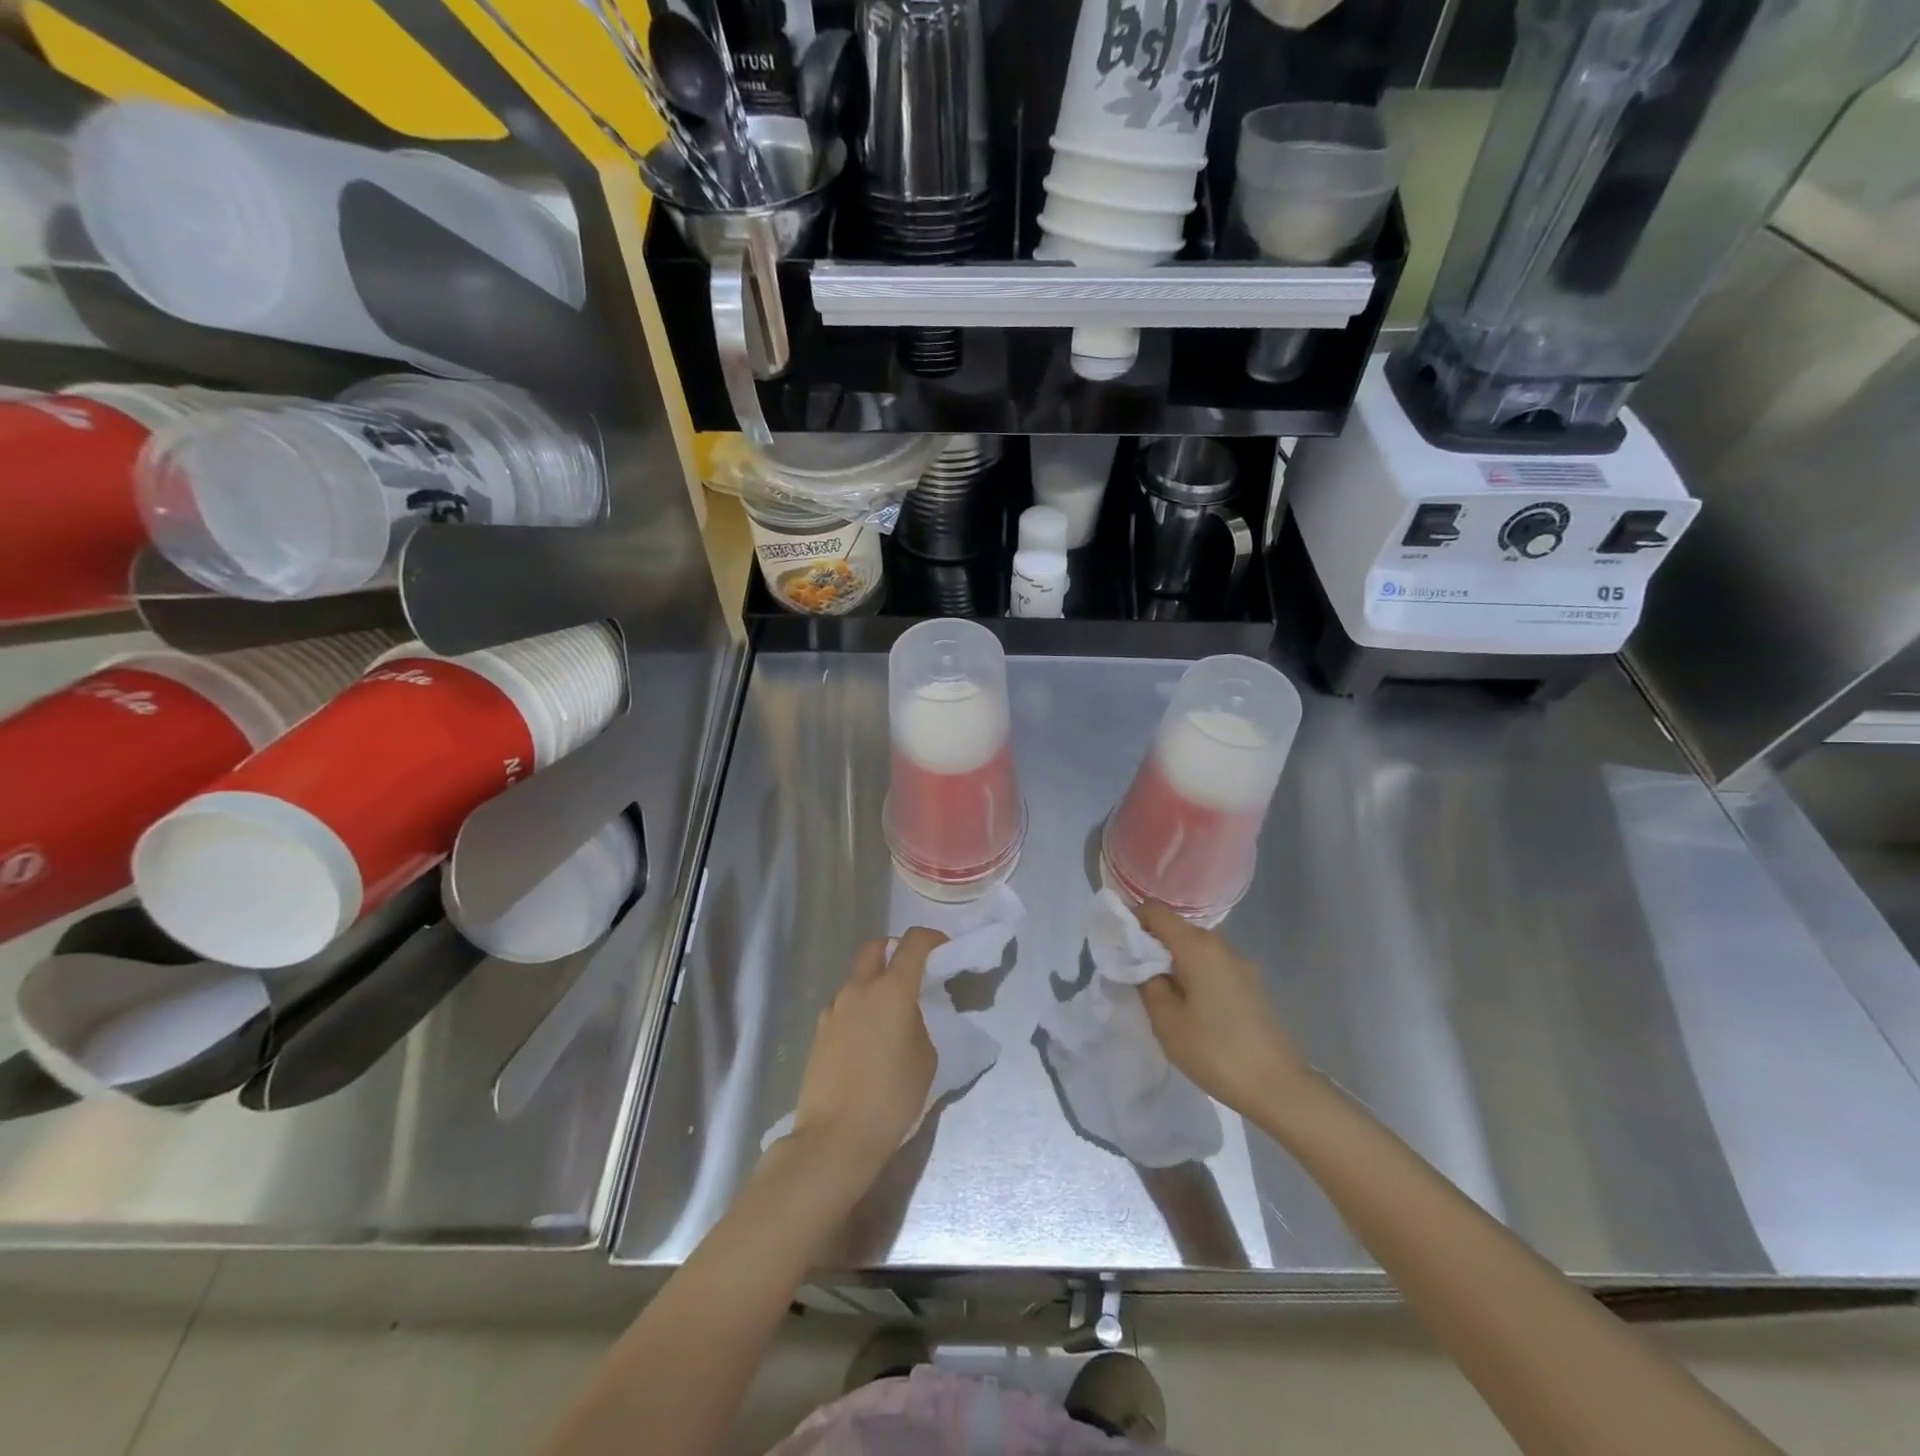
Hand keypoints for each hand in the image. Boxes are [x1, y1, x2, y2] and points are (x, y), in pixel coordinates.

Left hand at [789, 928, 941, 1179]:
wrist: (835, 1138)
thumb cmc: (892, 1097)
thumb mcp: (925, 1058)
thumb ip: (918, 1023)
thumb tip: (905, 1015)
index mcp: (891, 990)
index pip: (913, 943)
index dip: (931, 939)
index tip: (943, 949)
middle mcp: (858, 989)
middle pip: (875, 948)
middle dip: (894, 950)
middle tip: (911, 973)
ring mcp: (833, 1009)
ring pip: (856, 978)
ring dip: (874, 983)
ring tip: (889, 1016)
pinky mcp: (818, 1031)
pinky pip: (843, 1006)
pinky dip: (858, 1009)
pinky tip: (867, 1040)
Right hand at [1135, 901, 1312, 1116]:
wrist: (1278, 1087)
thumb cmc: (1215, 1051)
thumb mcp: (1167, 1021)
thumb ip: (1147, 983)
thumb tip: (1143, 964)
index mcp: (1197, 946)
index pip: (1155, 911)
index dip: (1132, 920)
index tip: (1117, 945)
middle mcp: (1221, 945)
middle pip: (1177, 928)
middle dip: (1151, 944)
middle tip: (1133, 974)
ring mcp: (1240, 964)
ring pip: (1195, 948)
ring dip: (1173, 961)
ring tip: (1160, 994)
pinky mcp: (1251, 984)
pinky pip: (1212, 965)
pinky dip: (1193, 974)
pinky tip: (1190, 1006)